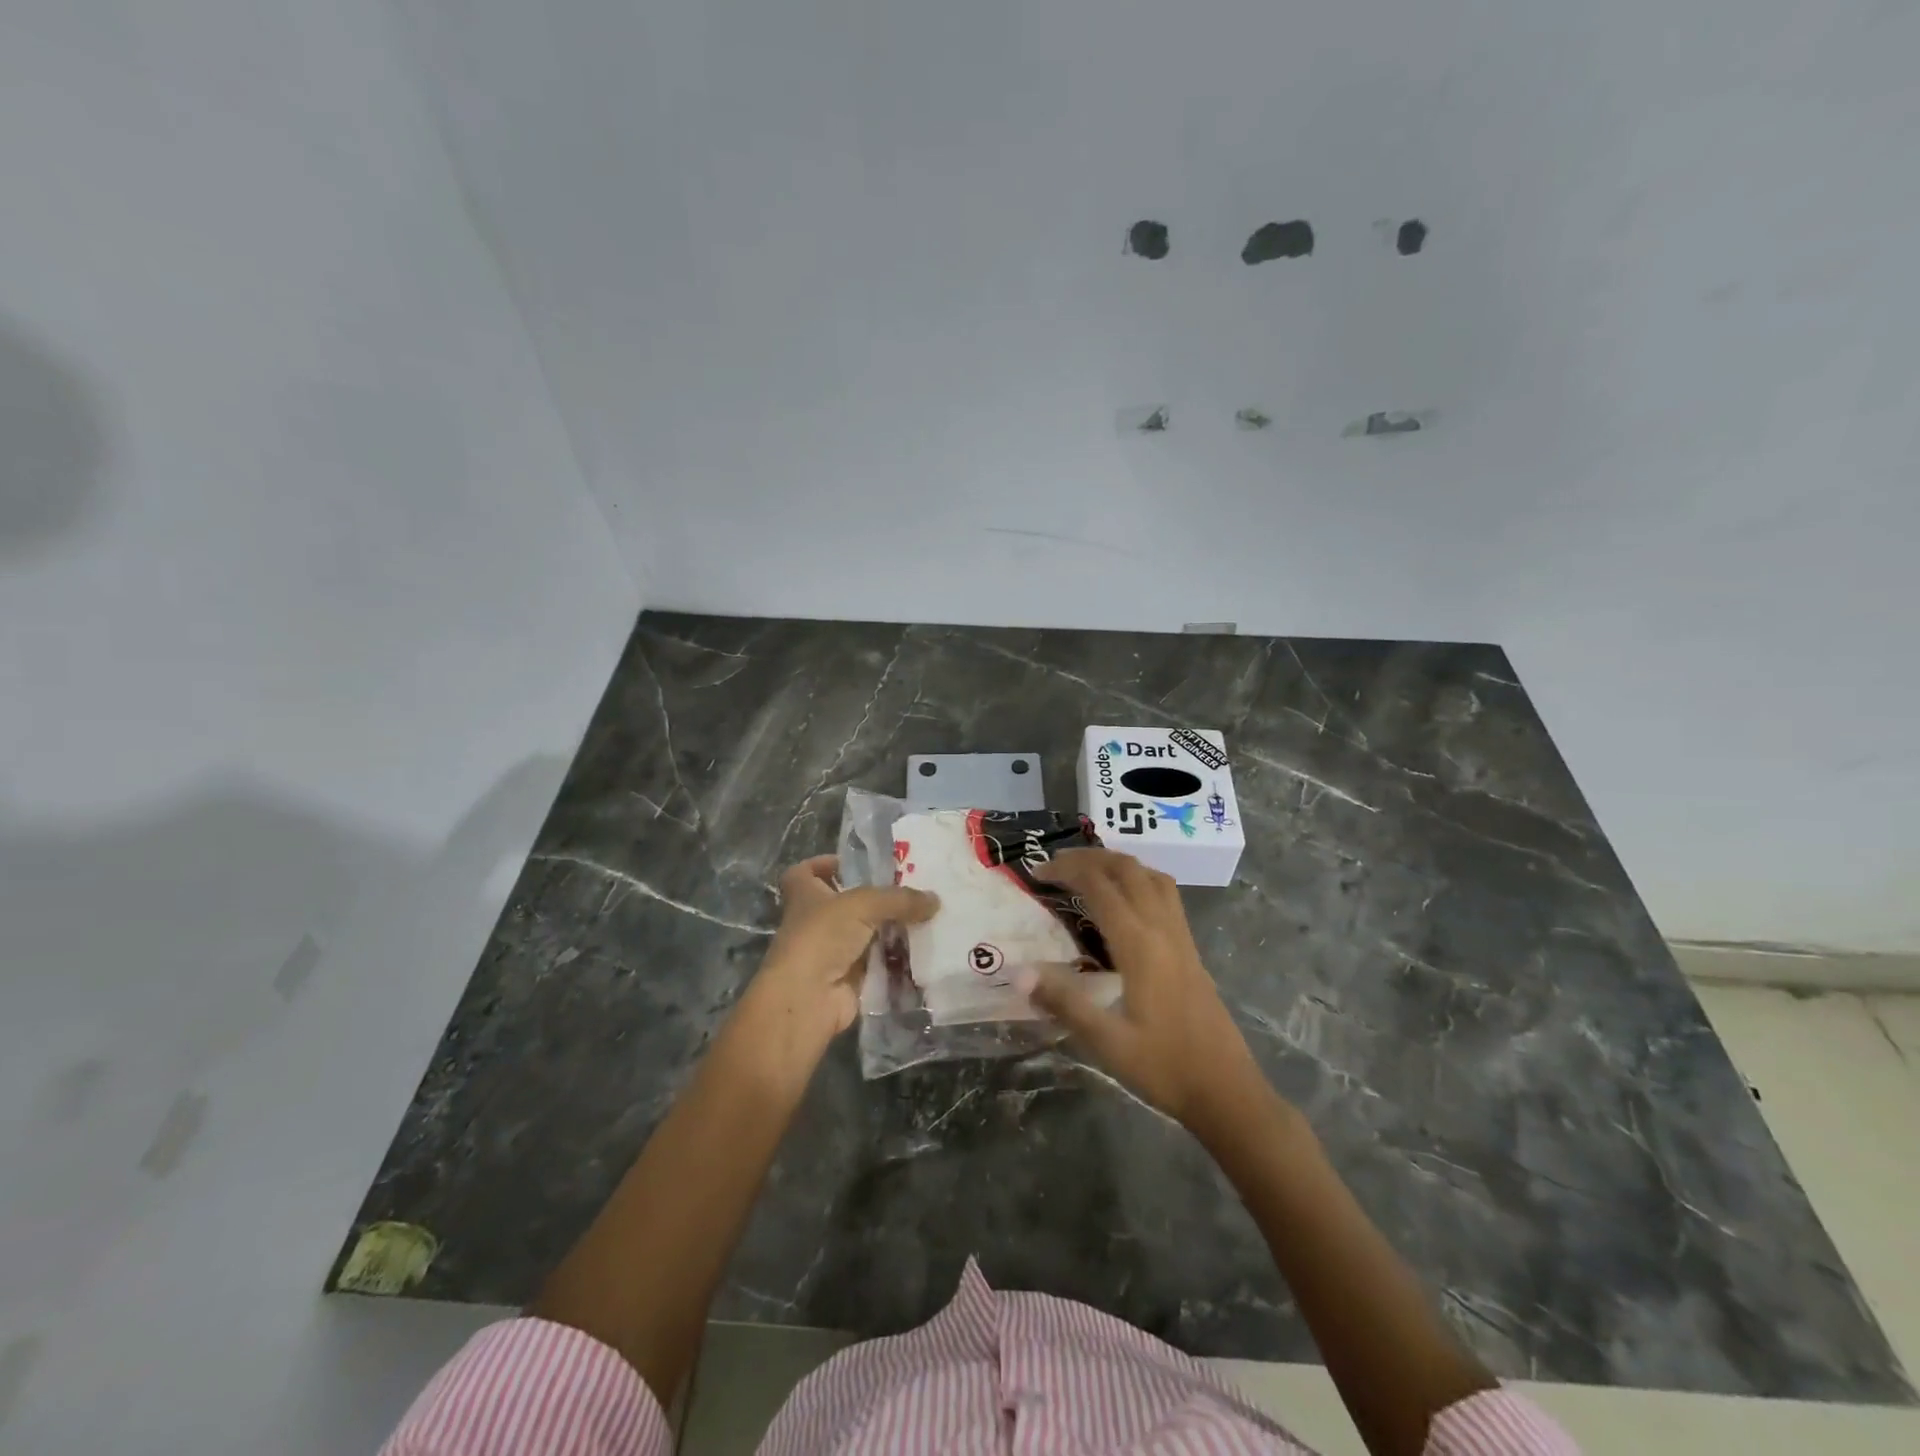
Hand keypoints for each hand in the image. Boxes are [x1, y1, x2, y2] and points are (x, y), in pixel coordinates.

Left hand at [737, 855, 938, 1065]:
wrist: (808, 999)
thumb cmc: (822, 937)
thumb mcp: (863, 904)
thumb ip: (900, 899)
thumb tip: (935, 899)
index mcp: (804, 895)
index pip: (806, 872)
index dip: (825, 865)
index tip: (853, 865)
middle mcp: (815, 922)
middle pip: (846, 904)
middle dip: (876, 898)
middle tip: (911, 889)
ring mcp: (831, 952)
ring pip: (867, 934)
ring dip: (892, 929)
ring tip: (926, 917)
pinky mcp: (850, 978)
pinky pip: (879, 962)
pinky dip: (897, 958)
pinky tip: (924, 948)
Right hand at [1026, 848, 1268, 1132]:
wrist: (1227, 1091)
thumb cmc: (1164, 1067)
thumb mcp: (1107, 1042)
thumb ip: (1064, 1003)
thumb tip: (1018, 973)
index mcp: (1140, 945)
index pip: (1100, 886)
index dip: (1066, 870)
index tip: (1036, 872)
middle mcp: (1163, 929)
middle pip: (1128, 869)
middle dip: (1090, 858)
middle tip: (1056, 866)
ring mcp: (1181, 937)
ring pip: (1152, 876)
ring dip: (1118, 864)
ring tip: (1088, 873)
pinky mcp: (1191, 950)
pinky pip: (1165, 895)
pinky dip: (1138, 880)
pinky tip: (1124, 903)